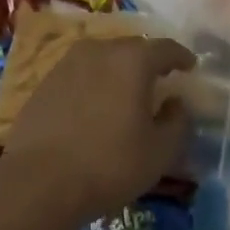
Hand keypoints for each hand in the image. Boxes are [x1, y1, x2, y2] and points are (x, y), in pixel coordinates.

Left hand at [4, 36, 193, 222]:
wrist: (39, 181)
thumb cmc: (109, 164)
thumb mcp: (160, 152)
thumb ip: (178, 122)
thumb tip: (177, 103)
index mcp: (132, 60)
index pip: (164, 48)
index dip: (180, 56)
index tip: (190, 66)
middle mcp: (100, 50)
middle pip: (132, 49)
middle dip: (149, 62)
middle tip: (160, 80)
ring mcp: (68, 63)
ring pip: (104, 59)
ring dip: (119, 71)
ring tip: (127, 93)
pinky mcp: (46, 81)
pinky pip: (81, 74)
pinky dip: (94, 83)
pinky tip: (96, 106)